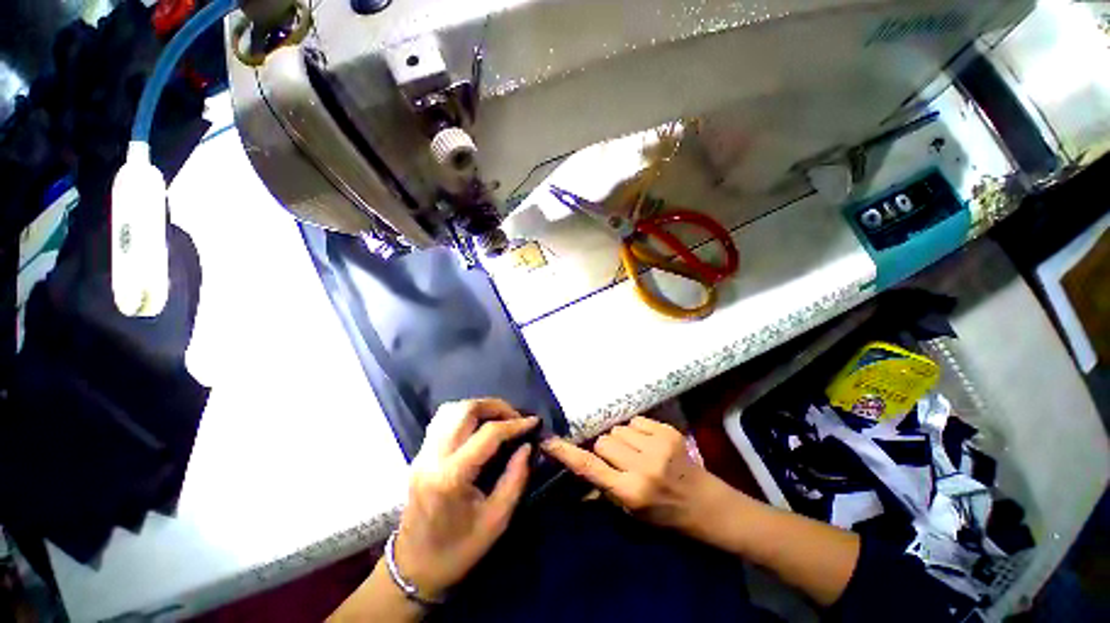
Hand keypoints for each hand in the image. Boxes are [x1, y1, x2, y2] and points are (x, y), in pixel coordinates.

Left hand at [394, 399, 537, 599]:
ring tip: (499, 418)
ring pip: (451, 409)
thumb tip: (527, 446)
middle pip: (465, 410)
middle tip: (515, 417)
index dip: (515, 424)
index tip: (534, 421)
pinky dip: (464, 414)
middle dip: (495, 406)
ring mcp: (422, 453)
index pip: (488, 434)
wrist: (414, 567)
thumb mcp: (496, 520)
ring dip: (479, 407)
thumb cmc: (458, 550)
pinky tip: (478, 426)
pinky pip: (443, 420)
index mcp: (451, 477)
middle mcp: (433, 457)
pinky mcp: (419, 454)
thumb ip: (515, 478)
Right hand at [542, 416, 721, 531]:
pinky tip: (648, 444)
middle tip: (618, 462)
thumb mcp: (631, 513)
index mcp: (631, 492)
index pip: (590, 468)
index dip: (567, 453)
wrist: (706, 503)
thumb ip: (601, 492)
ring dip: (621, 439)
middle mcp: (643, 467)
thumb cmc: (665, 514)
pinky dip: (636, 431)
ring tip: (636, 452)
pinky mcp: (668, 431)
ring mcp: (658, 446)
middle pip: (604, 441)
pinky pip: (636, 421)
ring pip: (619, 429)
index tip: (549, 442)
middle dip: (605, 449)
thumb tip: (573, 480)